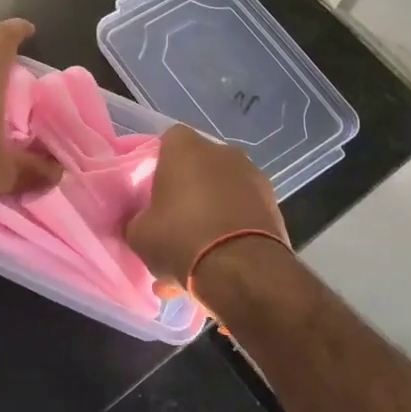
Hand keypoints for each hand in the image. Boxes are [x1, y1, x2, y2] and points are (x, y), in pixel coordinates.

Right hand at [126, 125, 288, 283]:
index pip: (168, 141)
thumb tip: (143, 221)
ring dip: (209, 216)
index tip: (152, 192)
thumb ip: (137, 219)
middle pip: (198, 168)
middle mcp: (223, 152)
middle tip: (173, 226)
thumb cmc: (180, 238)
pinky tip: (217, 265)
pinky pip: (241, 214)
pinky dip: (230, 232)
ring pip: (221, 194)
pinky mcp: (273, 205)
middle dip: (186, 193)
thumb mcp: (138, 234)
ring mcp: (253, 177)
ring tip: (195, 256)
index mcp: (186, 148)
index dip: (159, 165)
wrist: (241, 270)